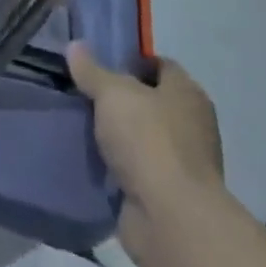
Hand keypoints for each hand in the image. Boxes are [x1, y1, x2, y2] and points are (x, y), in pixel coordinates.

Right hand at [68, 43, 224, 266]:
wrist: (171, 220)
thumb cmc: (148, 140)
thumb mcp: (112, 92)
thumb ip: (92, 70)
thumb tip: (75, 46)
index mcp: (187, 93)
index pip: (160, 66)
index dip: (131, 62)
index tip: (99, 64)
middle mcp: (191, 125)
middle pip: (150, 103)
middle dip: (119, 101)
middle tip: (84, 94)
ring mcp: (181, 164)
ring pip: (141, 139)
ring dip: (118, 137)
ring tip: (81, 126)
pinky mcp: (167, 197)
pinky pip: (136, 172)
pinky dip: (118, 168)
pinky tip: (91, 160)